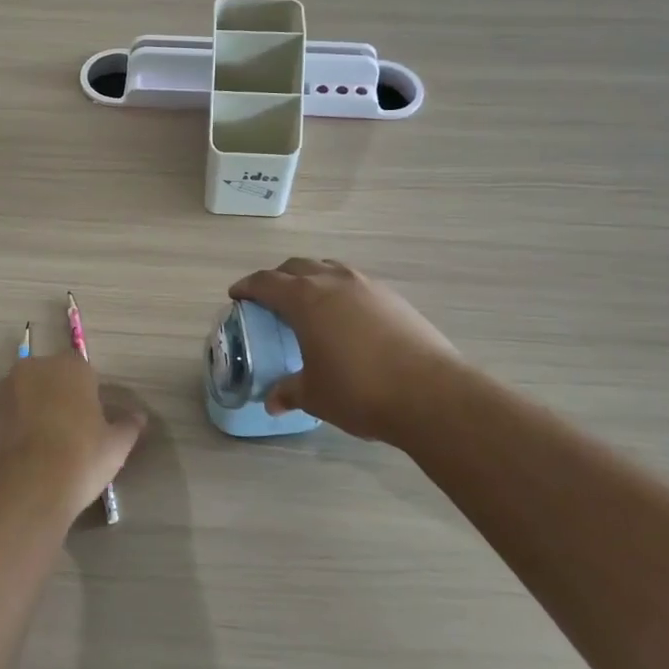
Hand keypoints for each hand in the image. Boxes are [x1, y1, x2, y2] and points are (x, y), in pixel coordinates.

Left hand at [0, 353, 146, 510]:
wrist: (25, 488)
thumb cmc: (80, 458)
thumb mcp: (116, 446)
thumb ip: (128, 426)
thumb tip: (139, 418)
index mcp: (70, 367)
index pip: (82, 371)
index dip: (86, 396)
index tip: (90, 422)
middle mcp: (32, 369)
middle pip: (47, 379)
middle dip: (55, 399)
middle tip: (65, 436)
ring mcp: (0, 390)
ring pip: (20, 397)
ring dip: (28, 414)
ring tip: (37, 453)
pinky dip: (5, 432)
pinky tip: (16, 461)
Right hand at [229, 258, 461, 442]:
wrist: (430, 393)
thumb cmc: (359, 390)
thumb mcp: (315, 395)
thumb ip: (290, 392)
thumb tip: (273, 401)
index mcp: (305, 299)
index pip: (266, 282)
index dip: (248, 287)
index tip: (237, 295)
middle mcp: (333, 282)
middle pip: (297, 267)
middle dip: (278, 278)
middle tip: (270, 299)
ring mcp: (367, 286)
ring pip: (329, 269)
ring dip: (312, 279)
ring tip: (309, 303)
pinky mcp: (393, 298)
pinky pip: (355, 283)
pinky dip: (340, 292)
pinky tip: (345, 318)